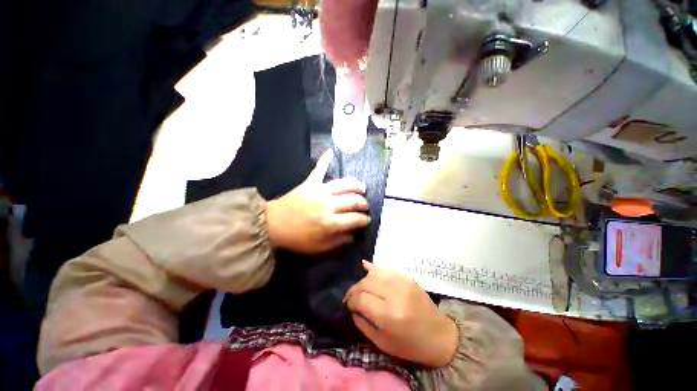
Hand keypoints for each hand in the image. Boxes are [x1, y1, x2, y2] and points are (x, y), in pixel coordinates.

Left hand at [266, 150, 369, 253]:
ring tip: (362, 188)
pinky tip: (331, 151)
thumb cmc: (297, 238)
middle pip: (353, 200)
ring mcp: (319, 191)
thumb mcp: (319, 247)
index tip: (366, 220)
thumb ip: (339, 241)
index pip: (355, 219)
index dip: (364, 219)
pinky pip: (318, 170)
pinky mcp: (309, 184)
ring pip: (344, 184)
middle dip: (363, 204)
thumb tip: (354, 234)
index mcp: (330, 223)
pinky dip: (325, 160)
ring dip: (356, 185)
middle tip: (365, 206)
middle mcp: (328, 205)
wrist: (272, 225)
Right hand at [344, 262, 458, 366]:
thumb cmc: (410, 345)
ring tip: (360, 289)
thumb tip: (352, 307)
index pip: (360, 298)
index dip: (350, 300)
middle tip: (351, 296)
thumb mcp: (381, 342)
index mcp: (388, 315)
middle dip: (354, 289)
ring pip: (374, 273)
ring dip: (363, 280)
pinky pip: (386, 269)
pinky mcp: (407, 277)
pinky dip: (374, 270)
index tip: (347, 305)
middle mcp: (395, 294)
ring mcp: (402, 282)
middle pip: (365, 283)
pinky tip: (366, 270)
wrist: (439, 335)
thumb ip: (362, 323)